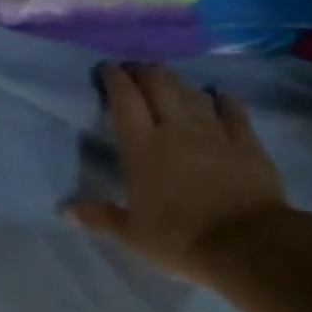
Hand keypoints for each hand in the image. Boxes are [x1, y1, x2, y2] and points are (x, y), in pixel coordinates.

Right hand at [68, 63, 288, 285]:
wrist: (244, 243)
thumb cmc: (178, 239)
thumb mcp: (132, 235)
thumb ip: (101, 217)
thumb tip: (65, 212)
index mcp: (142, 148)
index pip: (125, 102)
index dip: (115, 80)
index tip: (108, 67)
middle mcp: (175, 130)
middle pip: (159, 86)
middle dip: (145, 72)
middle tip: (136, 69)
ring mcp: (213, 132)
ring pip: (192, 94)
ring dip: (178, 83)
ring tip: (170, 80)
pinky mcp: (246, 143)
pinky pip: (233, 112)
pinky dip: (224, 100)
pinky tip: (220, 95)